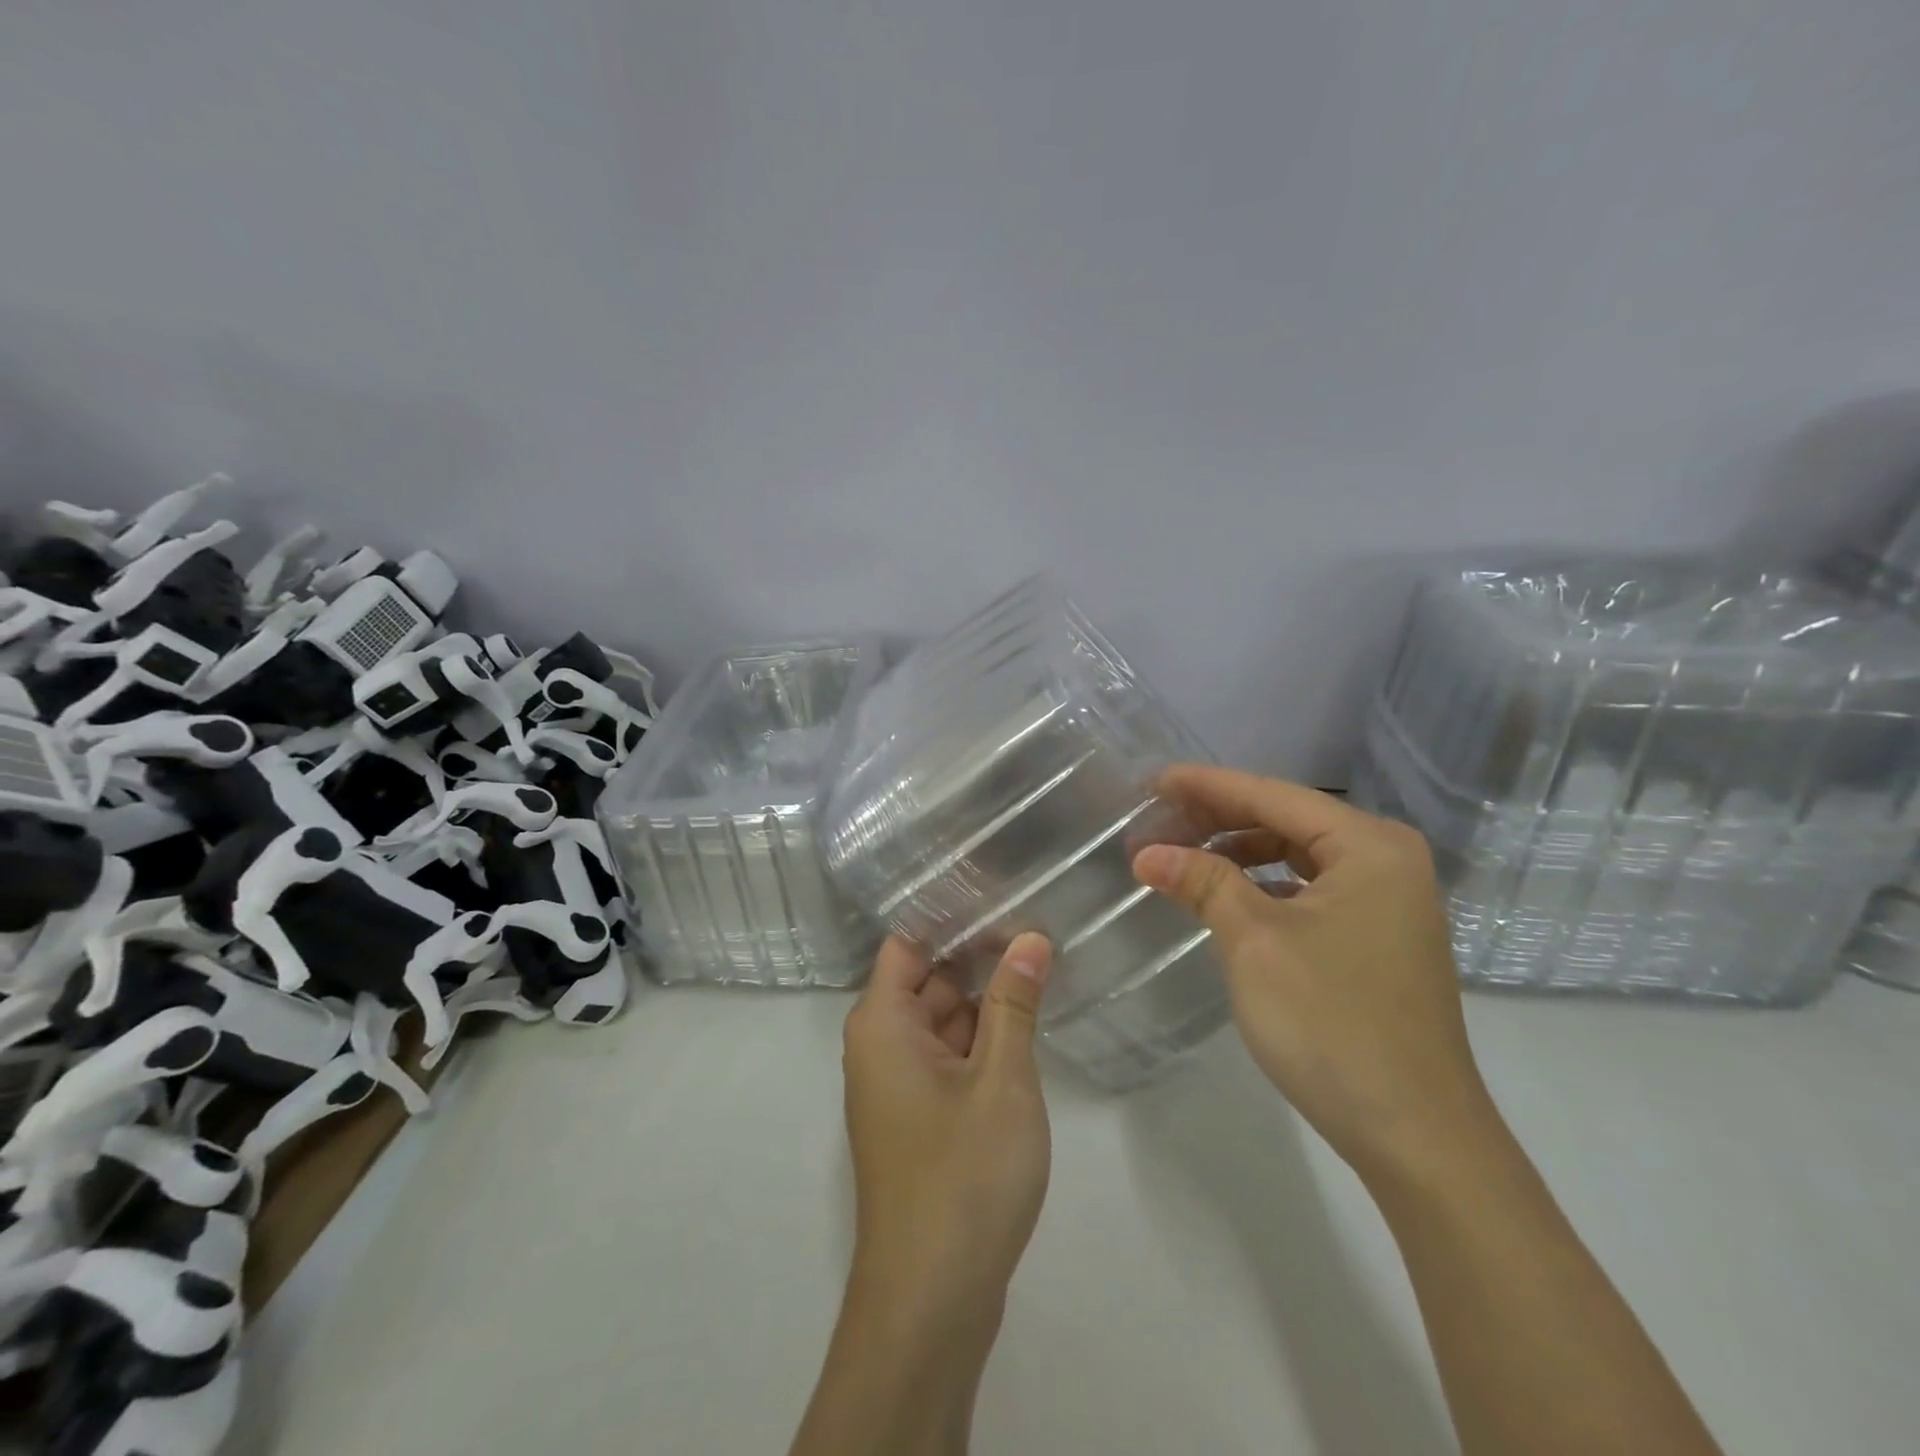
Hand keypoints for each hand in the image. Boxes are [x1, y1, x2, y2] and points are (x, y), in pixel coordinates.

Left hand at [840, 932, 1053, 1327]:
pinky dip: (981, 1043)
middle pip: (928, 980)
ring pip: (942, 1021)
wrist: (931, 1302)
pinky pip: (947, 1059)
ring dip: (985, 1004)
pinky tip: (1025, 1032)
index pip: (909, 944)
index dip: (953, 922)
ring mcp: (897, 1085)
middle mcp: (880, 1046)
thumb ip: (1015, 1002)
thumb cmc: (963, 1176)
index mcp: (882, 1023)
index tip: (1004, 900)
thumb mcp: (1002, 1078)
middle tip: (1040, 934)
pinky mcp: (917, 1119)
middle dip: (979, 961)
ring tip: (1043, 971)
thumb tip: (1030, 937)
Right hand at [1132, 765, 1496, 1186]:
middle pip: (1286, 819)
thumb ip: (1202, 882)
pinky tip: (1226, 893)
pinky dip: (1263, 884)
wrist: (1415, 1135)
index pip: (1272, 795)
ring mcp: (1387, 900)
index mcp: (1369, 846)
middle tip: (1157, 819)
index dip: (1206, 786)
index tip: (1152, 780)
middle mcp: (1386, 860)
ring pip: (1296, 854)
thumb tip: (1147, 853)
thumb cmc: (1332, 1023)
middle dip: (1219, 817)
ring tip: (1181, 854)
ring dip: (1238, 850)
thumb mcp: (1254, 942)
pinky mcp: (1377, 936)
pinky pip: (1308, 888)